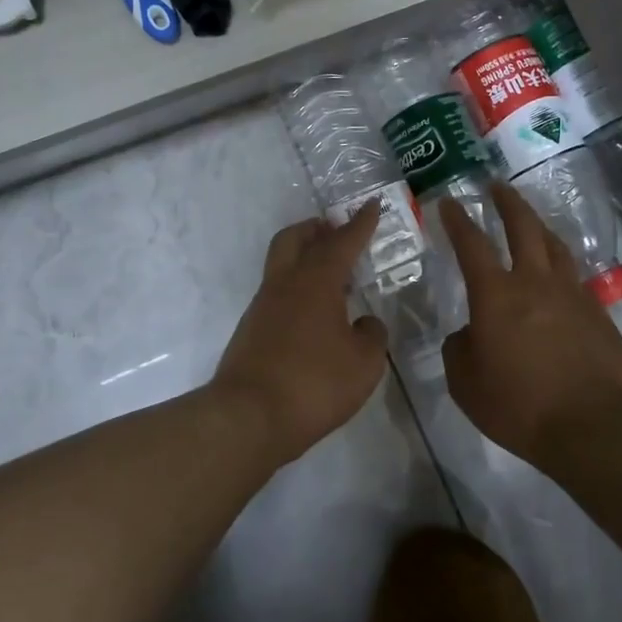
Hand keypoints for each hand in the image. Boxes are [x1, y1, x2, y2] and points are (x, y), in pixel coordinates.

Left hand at [214, 206, 389, 463]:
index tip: (372, 204)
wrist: (248, 417)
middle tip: (337, 231)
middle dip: (317, 229)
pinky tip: (314, 314)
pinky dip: (297, 290)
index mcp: (316, 281)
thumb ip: (371, 335)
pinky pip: (277, 294)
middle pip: (295, 238)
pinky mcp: (251, 330)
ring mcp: (262, 306)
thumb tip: (364, 323)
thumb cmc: (314, 383)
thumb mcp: (364, 363)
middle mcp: (285, 284)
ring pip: (282, 264)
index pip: (342, 242)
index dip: (361, 223)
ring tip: (333, 278)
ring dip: (305, 259)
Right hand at [439, 184, 621, 464]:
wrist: (590, 427)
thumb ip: (459, 349)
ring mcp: (572, 295)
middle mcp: (535, 283)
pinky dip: (561, 268)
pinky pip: (575, 279)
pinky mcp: (598, 314)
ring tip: (531, 222)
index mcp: (496, 295)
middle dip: (507, 202)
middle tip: (497, 186)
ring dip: (539, 227)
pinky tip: (559, 278)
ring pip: (555, 247)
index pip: (472, 245)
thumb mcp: (465, 383)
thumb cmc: (518, 405)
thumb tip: (470, 334)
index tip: (448, 202)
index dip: (457, 221)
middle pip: (523, 228)